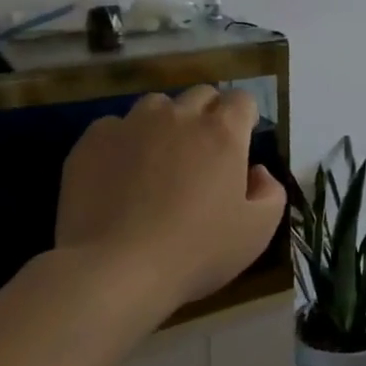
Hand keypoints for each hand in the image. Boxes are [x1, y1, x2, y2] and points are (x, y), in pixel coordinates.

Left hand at [55, 86, 285, 312]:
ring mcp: (132, 124)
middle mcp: (179, 116)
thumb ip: (271, 193)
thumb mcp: (257, 232)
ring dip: (165, 123)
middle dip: (208, 115)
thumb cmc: (195, 251)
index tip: (240, 143)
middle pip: (201, 95)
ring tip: (158, 160)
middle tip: (203, 154)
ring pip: (157, 105)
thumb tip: (257, 172)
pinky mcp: (93, 140)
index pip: (242, 99)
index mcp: (222, 133)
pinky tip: (119, 175)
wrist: (115, 269)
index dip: (244, 118)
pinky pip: (115, 127)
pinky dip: (124, 142)